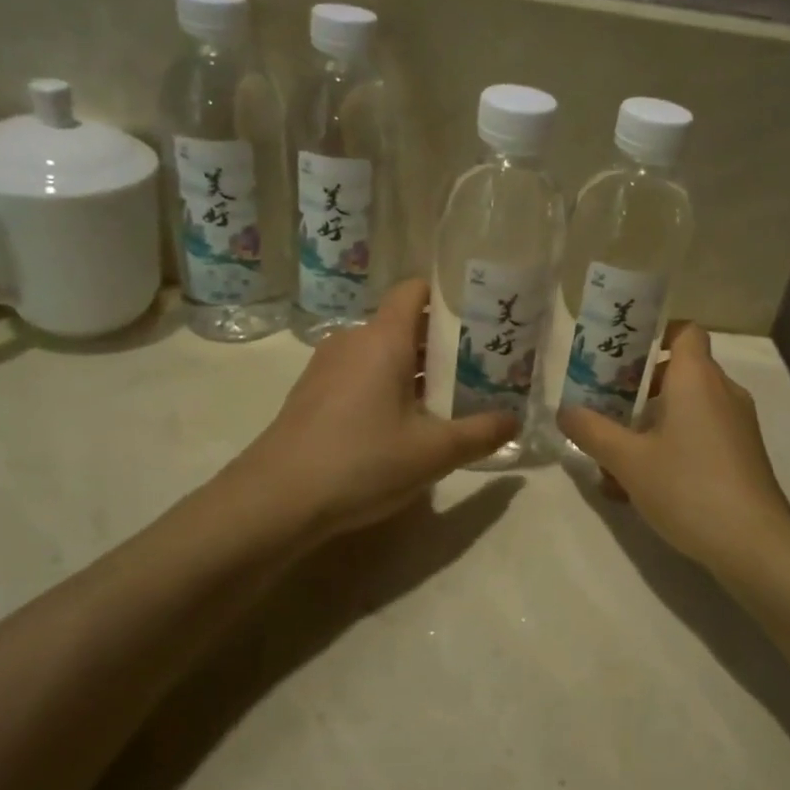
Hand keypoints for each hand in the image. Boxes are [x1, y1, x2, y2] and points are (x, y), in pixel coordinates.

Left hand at [234, 279, 517, 541]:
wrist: (275, 500)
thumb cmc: (362, 462)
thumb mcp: (433, 452)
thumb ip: (480, 432)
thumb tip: (514, 420)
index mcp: (383, 338)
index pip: (415, 290)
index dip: (448, 296)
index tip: (480, 317)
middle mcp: (354, 340)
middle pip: (405, 323)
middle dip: (444, 342)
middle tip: (481, 365)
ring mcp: (328, 366)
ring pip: (383, 351)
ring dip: (417, 368)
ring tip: (450, 397)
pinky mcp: (313, 393)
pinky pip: (361, 373)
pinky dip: (388, 385)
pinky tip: (405, 423)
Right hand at [558, 324, 789, 577]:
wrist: (753, 543)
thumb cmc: (687, 487)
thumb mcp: (628, 460)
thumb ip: (592, 430)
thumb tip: (565, 411)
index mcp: (697, 378)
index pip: (685, 331)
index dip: (657, 333)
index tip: (624, 354)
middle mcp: (722, 392)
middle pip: (681, 371)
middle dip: (640, 386)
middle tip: (607, 406)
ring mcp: (737, 424)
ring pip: (689, 407)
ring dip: (653, 421)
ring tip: (616, 454)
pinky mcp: (743, 454)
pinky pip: (702, 433)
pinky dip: (674, 444)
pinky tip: (643, 483)